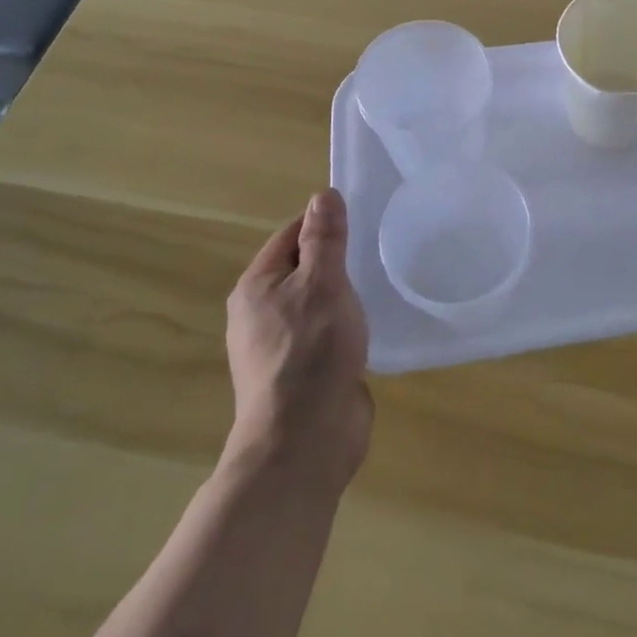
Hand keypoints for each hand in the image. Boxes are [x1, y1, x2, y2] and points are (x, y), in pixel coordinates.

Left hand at [224, 188, 371, 491]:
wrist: (305, 441)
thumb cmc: (311, 351)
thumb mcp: (323, 284)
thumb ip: (324, 239)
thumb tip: (323, 195)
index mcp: (256, 288)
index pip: (290, 235)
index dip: (323, 223)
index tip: (362, 218)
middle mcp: (260, 314)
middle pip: (302, 269)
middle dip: (337, 259)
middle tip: (377, 248)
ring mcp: (280, 347)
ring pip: (316, 303)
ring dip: (343, 293)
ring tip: (380, 282)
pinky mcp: (302, 373)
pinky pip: (325, 333)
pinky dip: (346, 324)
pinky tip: (371, 324)